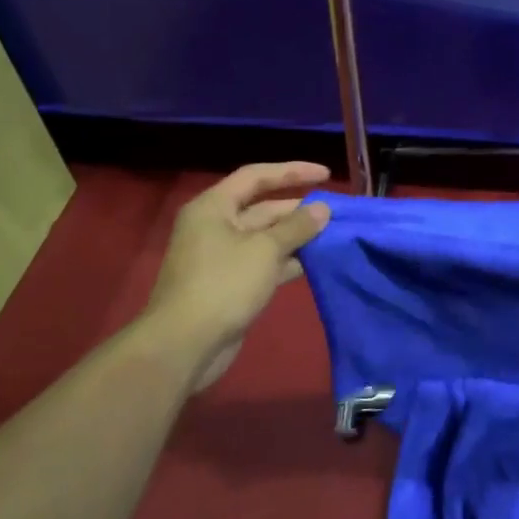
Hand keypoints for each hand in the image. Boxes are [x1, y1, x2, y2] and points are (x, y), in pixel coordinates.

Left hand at [145, 162, 331, 389]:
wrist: (184, 346)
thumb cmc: (223, 285)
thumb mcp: (266, 250)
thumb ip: (297, 226)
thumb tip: (323, 209)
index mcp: (214, 207)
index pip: (256, 176)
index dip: (293, 172)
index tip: (326, 175)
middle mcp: (215, 226)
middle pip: (262, 207)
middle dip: (298, 209)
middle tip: (334, 212)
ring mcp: (221, 256)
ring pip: (265, 237)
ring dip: (296, 236)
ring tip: (332, 235)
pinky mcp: (229, 283)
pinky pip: (263, 262)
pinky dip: (287, 260)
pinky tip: (314, 263)